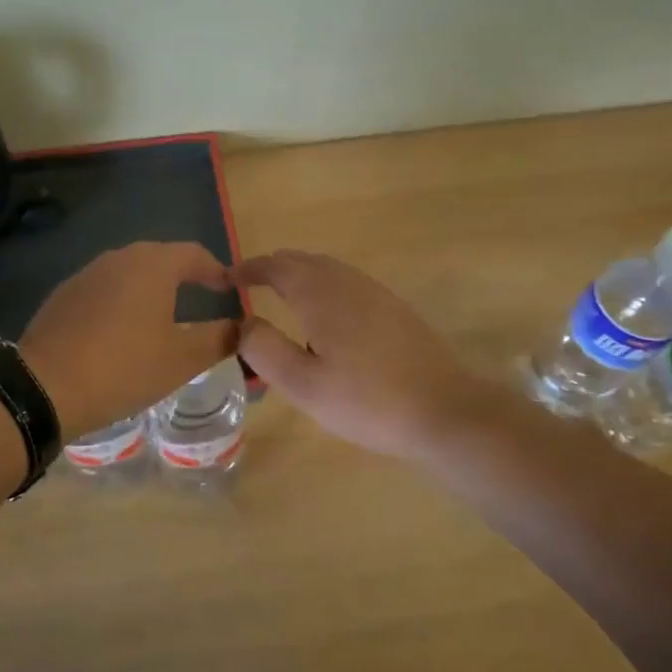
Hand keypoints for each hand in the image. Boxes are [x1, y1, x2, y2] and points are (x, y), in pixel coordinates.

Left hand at [21, 242, 239, 440]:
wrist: (45, 386)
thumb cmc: (124, 367)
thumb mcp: (182, 360)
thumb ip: (218, 339)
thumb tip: (242, 327)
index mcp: (152, 265)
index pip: (194, 254)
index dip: (215, 270)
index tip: (228, 288)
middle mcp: (118, 258)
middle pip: (159, 258)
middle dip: (182, 275)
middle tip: (200, 297)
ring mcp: (86, 274)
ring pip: (128, 272)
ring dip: (150, 287)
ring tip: (162, 314)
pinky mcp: (63, 295)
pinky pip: (104, 289)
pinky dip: (121, 301)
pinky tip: (121, 329)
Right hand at [233, 249, 492, 460]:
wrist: (445, 410)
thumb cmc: (368, 401)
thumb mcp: (304, 385)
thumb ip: (265, 350)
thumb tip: (241, 322)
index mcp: (321, 295)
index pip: (276, 266)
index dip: (248, 269)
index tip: (226, 279)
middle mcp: (347, 282)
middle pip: (303, 260)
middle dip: (272, 268)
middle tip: (249, 286)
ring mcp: (375, 292)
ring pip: (327, 269)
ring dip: (299, 274)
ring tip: (280, 296)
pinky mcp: (394, 308)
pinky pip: (347, 282)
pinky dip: (323, 285)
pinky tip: (325, 316)